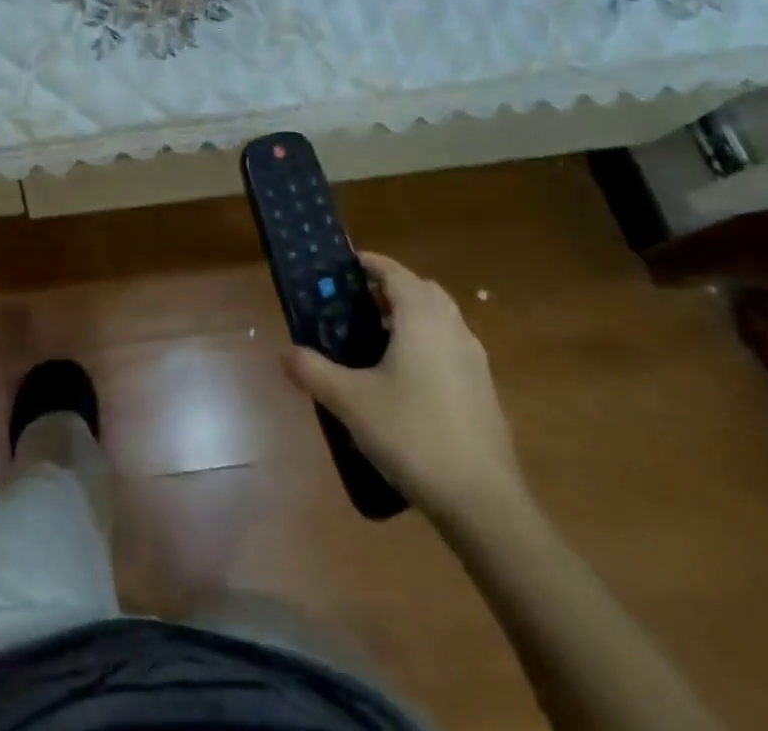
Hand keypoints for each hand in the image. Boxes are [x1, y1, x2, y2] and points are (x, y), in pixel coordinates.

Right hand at [282, 254, 525, 524]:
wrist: (484, 503)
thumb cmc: (413, 435)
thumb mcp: (350, 401)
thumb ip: (313, 370)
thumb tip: (283, 353)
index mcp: (421, 318)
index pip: (394, 272)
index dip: (369, 264)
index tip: (343, 268)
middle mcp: (452, 328)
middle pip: (421, 291)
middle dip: (389, 290)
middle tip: (355, 305)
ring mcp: (474, 361)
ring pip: (440, 320)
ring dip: (410, 319)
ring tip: (374, 343)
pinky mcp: (484, 392)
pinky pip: (450, 349)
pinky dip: (427, 347)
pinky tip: (403, 382)